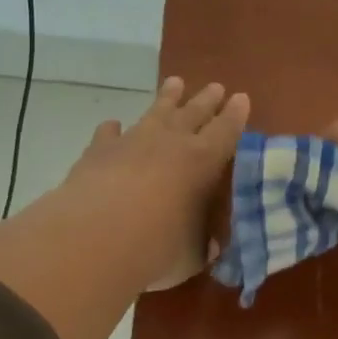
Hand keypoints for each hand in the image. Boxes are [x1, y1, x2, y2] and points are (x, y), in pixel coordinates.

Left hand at [63, 77, 248, 290]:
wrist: (95, 239)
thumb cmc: (158, 248)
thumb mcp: (192, 254)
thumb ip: (201, 245)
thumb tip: (208, 245)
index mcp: (202, 162)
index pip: (225, 131)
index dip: (235, 116)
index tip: (241, 98)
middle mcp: (169, 143)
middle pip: (193, 113)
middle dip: (207, 100)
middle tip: (216, 86)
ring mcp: (131, 142)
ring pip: (154, 113)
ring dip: (166, 99)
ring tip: (174, 84)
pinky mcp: (98, 152)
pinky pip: (109, 134)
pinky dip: (114, 130)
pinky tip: (113, 126)